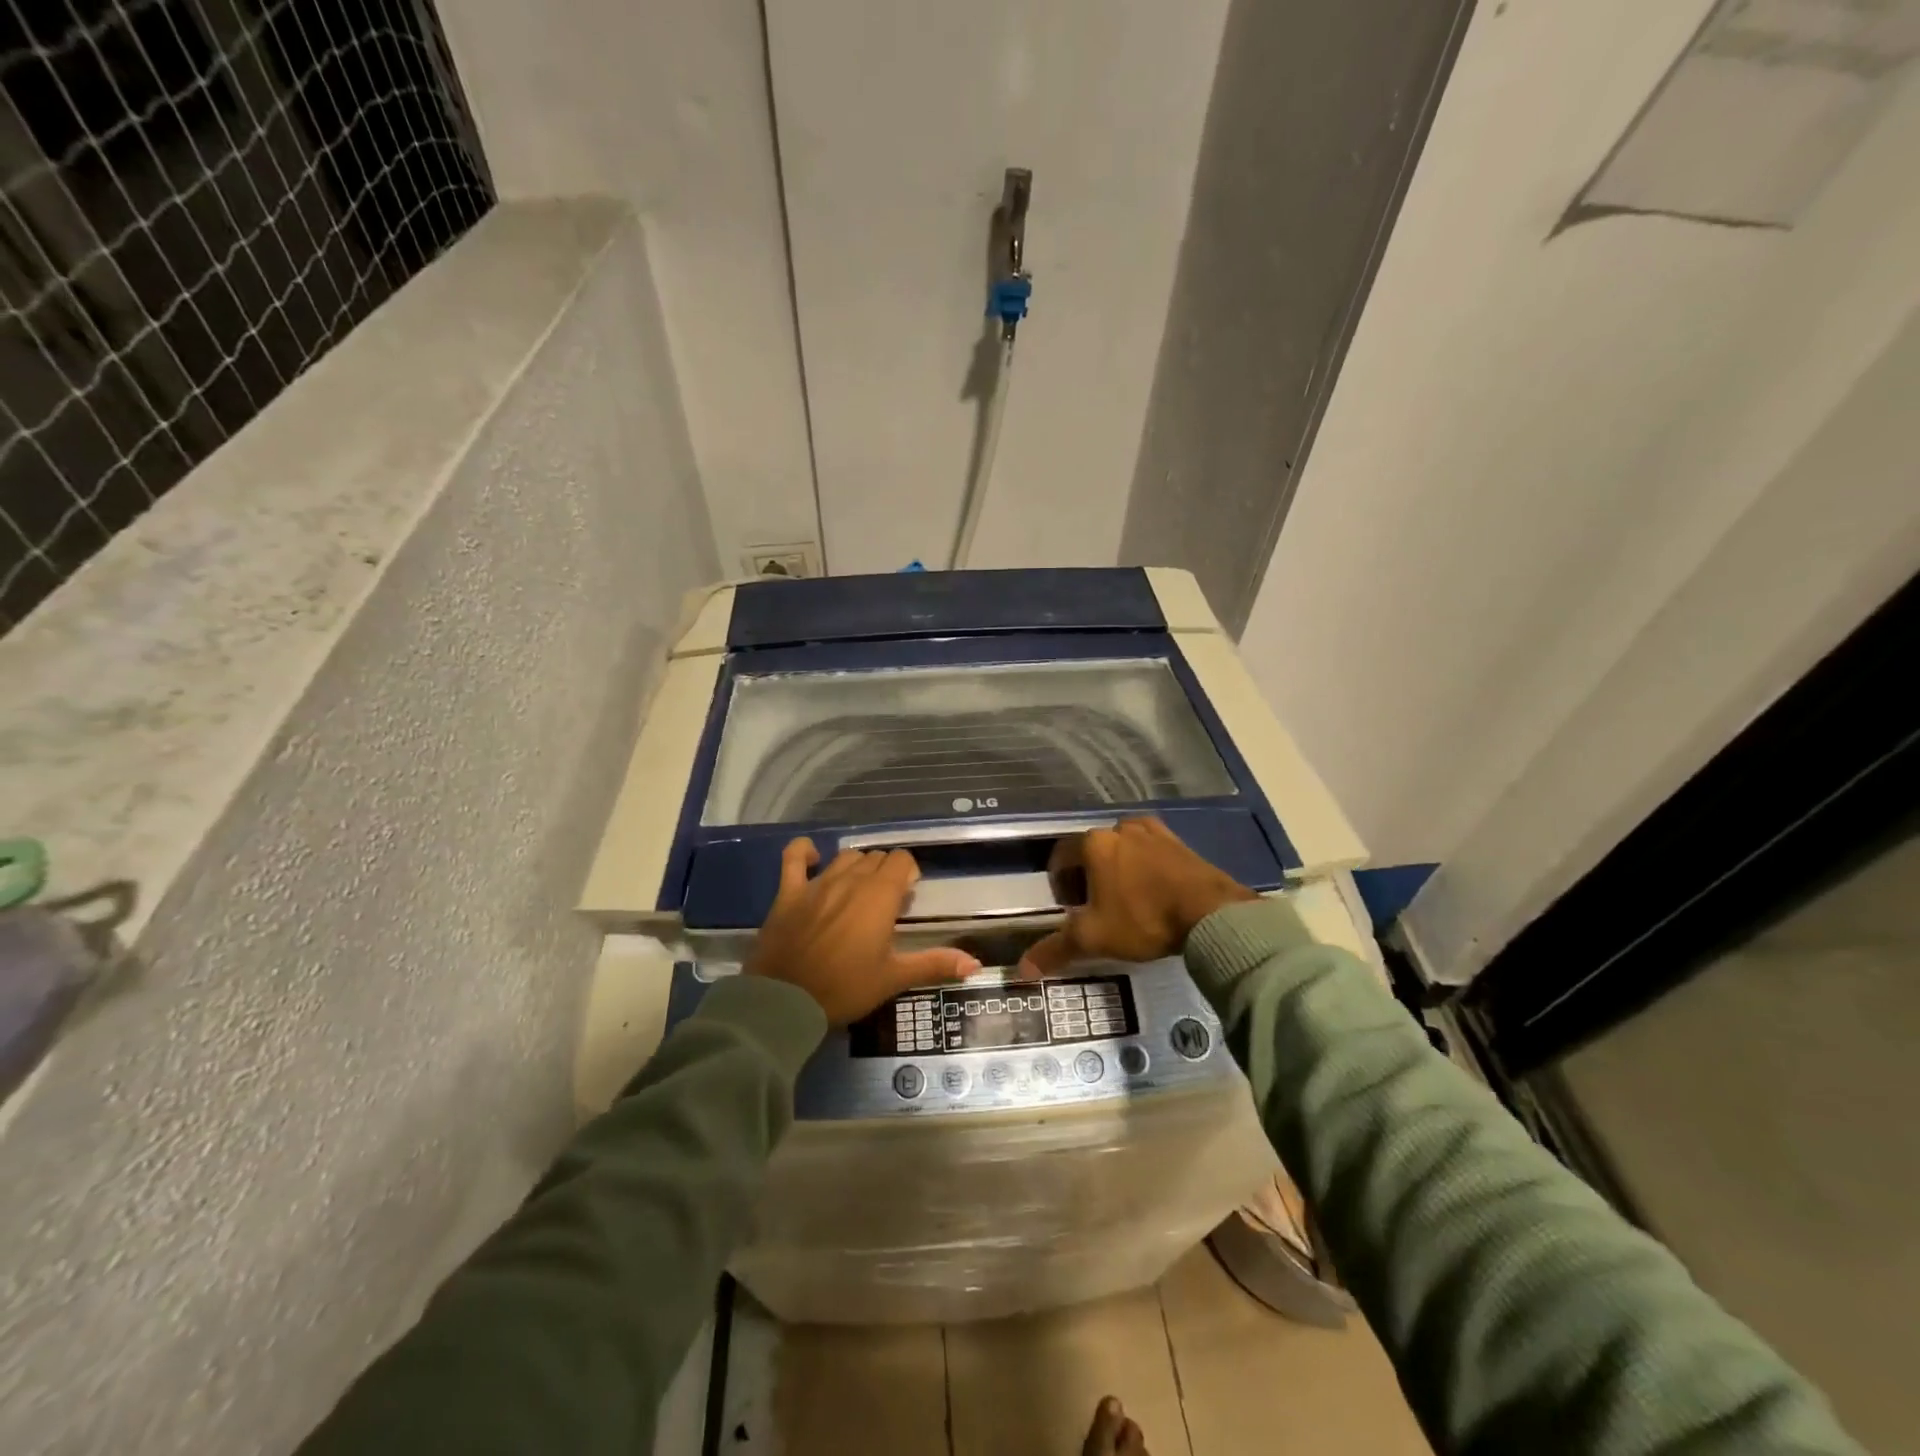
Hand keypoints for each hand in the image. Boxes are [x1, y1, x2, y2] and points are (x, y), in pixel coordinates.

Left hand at [747, 839, 979, 1024]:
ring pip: (846, 857)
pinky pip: (794, 857)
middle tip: (885, 905)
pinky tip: (813, 857)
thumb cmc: (845, 988)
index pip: (902, 861)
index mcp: (880, 896)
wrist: (785, 1002)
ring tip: (858, 891)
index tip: (907, 899)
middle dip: (886, 873)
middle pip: (876, 858)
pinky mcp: (789, 891)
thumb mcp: (893, 978)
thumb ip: (934, 964)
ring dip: (857, 867)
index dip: (908, 874)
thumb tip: (975, 963)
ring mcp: (817, 882)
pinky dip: (804, 852)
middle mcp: (852, 879)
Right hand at [1019, 817, 1255, 975]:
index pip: (1062, 855)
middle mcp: (1120, 829)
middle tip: (1096, 909)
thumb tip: (1021, 970)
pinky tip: (1153, 892)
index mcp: (1094, 843)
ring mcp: (1153, 832)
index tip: (1069, 908)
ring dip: (1117, 868)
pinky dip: (1145, 866)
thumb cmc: (1143, 919)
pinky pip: (1151, 849)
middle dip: (1088, 876)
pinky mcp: (1180, 841)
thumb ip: (1056, 950)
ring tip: (1126, 900)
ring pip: (1123, 848)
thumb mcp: (1094, 938)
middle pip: (1092, 850)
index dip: (1060, 882)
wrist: (1211, 913)